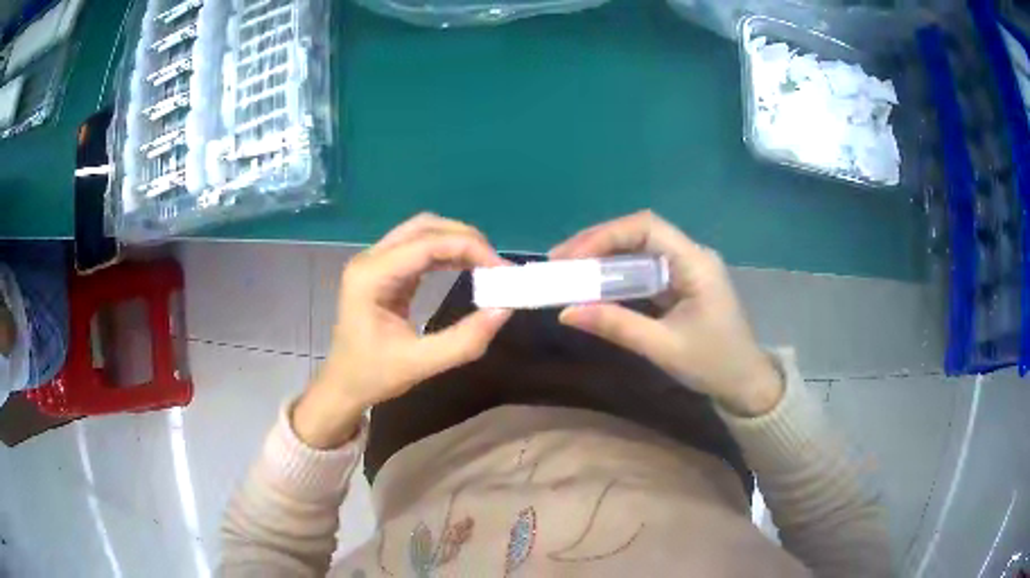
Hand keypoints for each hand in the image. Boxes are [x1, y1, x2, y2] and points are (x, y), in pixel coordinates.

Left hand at [294, 214, 512, 447]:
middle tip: (496, 264)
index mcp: (371, 277)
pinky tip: (466, 266)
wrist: (343, 385)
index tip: (501, 270)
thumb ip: (463, 340)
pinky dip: (446, 253)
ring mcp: (375, 262)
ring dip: (456, 242)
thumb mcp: (420, 364)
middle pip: (424, 227)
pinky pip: (418, 249)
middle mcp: (370, 260)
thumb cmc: (373, 375)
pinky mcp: (383, 271)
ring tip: (486, 264)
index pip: (426, 244)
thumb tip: (504, 309)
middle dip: (464, 238)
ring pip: (422, 232)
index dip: (468, 248)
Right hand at [550, 211, 781, 416]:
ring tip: (569, 269)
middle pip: (640, 232)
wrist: (746, 383)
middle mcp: (691, 256)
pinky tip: (595, 282)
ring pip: (640, 248)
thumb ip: (616, 325)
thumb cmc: (713, 364)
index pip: (646, 228)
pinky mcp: (681, 283)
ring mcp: (687, 268)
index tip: (571, 256)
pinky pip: (645, 268)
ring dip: (604, 255)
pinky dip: (617, 273)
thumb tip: (567, 312)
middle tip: (559, 260)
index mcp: (695, 262)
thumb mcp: (663, 347)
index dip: (605, 235)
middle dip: (597, 242)